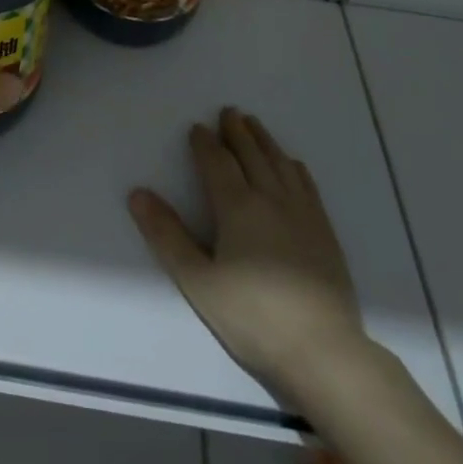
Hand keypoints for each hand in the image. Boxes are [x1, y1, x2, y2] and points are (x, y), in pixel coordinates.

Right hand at [129, 108, 369, 402]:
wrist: (323, 351)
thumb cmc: (252, 317)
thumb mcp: (198, 281)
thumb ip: (167, 236)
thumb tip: (138, 194)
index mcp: (238, 207)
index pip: (217, 163)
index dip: (205, 143)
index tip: (197, 128)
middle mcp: (271, 199)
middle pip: (252, 155)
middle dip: (237, 132)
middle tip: (229, 111)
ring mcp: (303, 214)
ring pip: (280, 164)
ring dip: (265, 141)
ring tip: (255, 125)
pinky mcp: (324, 231)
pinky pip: (306, 185)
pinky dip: (294, 167)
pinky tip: (292, 164)